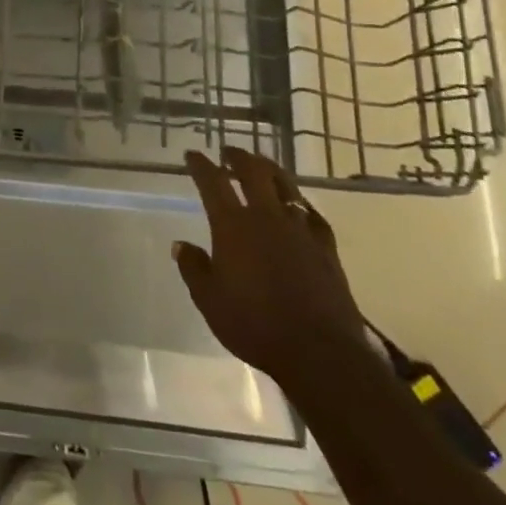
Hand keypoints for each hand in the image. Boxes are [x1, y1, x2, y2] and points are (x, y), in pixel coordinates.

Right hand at [173, 148, 365, 391]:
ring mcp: (300, 230)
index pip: (212, 183)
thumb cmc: (254, 325)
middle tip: (228, 152)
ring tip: (261, 165)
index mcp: (233, 226)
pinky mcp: (326, 248)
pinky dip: (300, 203)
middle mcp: (266, 217)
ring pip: (285, 186)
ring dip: (269, 170)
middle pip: (253, 172)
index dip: (200, 165)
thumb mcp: (209, 300)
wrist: (319, 352)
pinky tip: (299, 205)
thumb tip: (180, 244)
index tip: (192, 155)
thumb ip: (193, 268)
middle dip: (238, 157)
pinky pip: (312, 214)